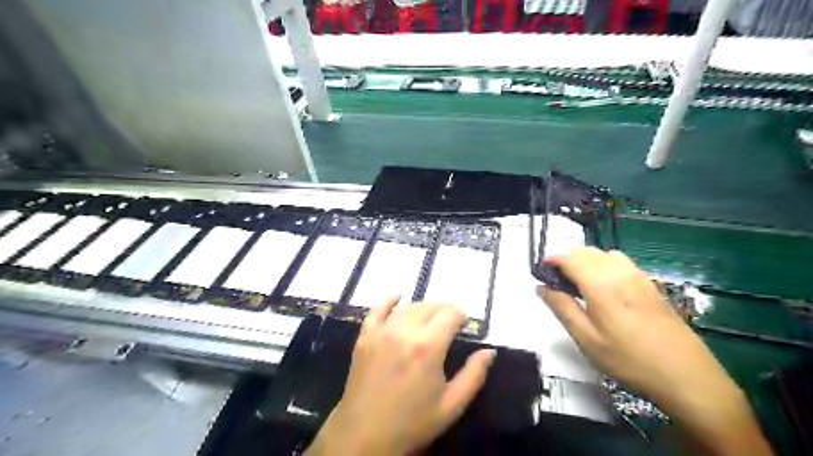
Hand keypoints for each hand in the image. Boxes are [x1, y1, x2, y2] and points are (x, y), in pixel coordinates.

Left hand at [306, 298, 492, 455]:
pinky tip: (397, 297)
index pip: (450, 314)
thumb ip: (474, 375)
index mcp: (428, 346)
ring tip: (430, 318)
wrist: (365, 435)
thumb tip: (489, 351)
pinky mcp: (365, 336)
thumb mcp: (452, 405)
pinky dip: (389, 301)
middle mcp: (404, 331)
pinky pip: (377, 310)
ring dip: (423, 308)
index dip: (461, 316)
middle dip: (444, 310)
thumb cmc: (412, 422)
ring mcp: (381, 331)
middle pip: (429, 307)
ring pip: (407, 307)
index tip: (464, 325)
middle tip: (449, 323)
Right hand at [539, 247, 737, 410]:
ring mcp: (639, 276)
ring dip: (586, 260)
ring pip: (605, 254)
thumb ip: (562, 308)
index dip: (551, 259)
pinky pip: (621, 262)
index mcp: (601, 284)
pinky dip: (605, 265)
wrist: (687, 376)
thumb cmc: (629, 360)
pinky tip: (606, 288)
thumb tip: (541, 287)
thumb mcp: (587, 339)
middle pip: (587, 251)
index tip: (541, 272)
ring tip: (580, 284)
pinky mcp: (651, 285)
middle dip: (567, 258)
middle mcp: (620, 273)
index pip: (569, 257)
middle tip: (558, 282)